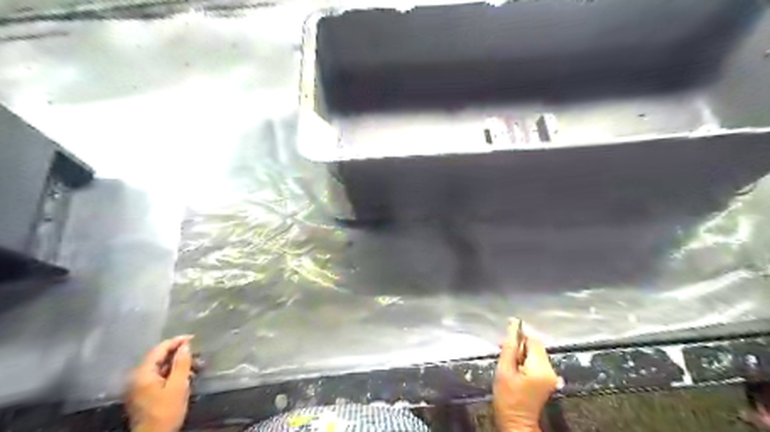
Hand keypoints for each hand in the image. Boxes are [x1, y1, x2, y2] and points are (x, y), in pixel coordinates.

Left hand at [127, 336, 193, 431]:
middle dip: (178, 353)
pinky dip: (173, 373)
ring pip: (160, 367)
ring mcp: (140, 387)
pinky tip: (187, 376)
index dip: (176, 341)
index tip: (193, 338)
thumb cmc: (166, 411)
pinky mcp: (145, 394)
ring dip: (178, 363)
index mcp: (143, 374)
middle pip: (158, 358)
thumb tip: (185, 345)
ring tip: (196, 364)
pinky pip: (159, 376)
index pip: (159, 350)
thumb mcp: (178, 385)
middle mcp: (137, 378)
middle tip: (197, 351)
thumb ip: (181, 363)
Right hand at [497, 321, 557, 431]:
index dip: (520, 333)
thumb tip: (513, 324)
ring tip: (508, 358)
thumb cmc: (507, 397)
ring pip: (536, 352)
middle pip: (536, 346)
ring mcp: (551, 375)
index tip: (507, 332)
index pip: (533, 340)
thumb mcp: (504, 369)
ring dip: (522, 351)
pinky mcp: (548, 379)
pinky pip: (537, 361)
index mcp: (540, 368)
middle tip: (503, 348)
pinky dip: (526, 359)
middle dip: (520, 344)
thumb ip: (510, 346)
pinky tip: (515, 365)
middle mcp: (550, 370)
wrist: (516, 422)